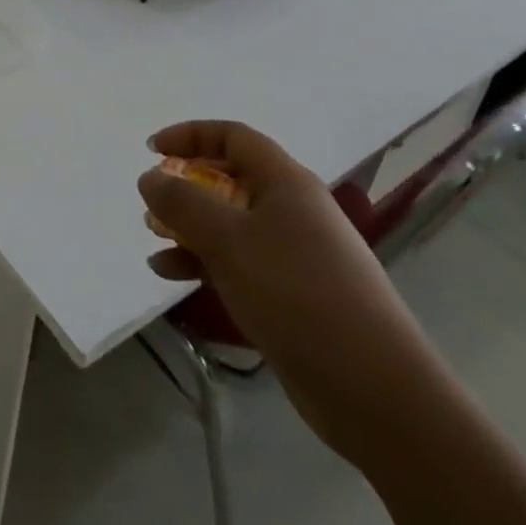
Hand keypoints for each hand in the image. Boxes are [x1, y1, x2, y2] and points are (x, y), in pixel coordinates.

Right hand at [139, 121, 448, 463]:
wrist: (374, 389)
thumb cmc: (296, 293)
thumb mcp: (228, 240)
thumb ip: (182, 203)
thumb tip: (151, 176)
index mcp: (286, 181)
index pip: (233, 136)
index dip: (190, 135)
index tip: (152, 150)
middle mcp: (293, 209)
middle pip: (231, 179)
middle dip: (187, 186)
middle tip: (153, 204)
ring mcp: (296, 254)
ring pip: (232, 225)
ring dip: (190, 229)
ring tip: (154, 244)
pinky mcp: (294, 296)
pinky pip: (239, 263)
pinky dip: (204, 264)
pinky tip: (171, 278)